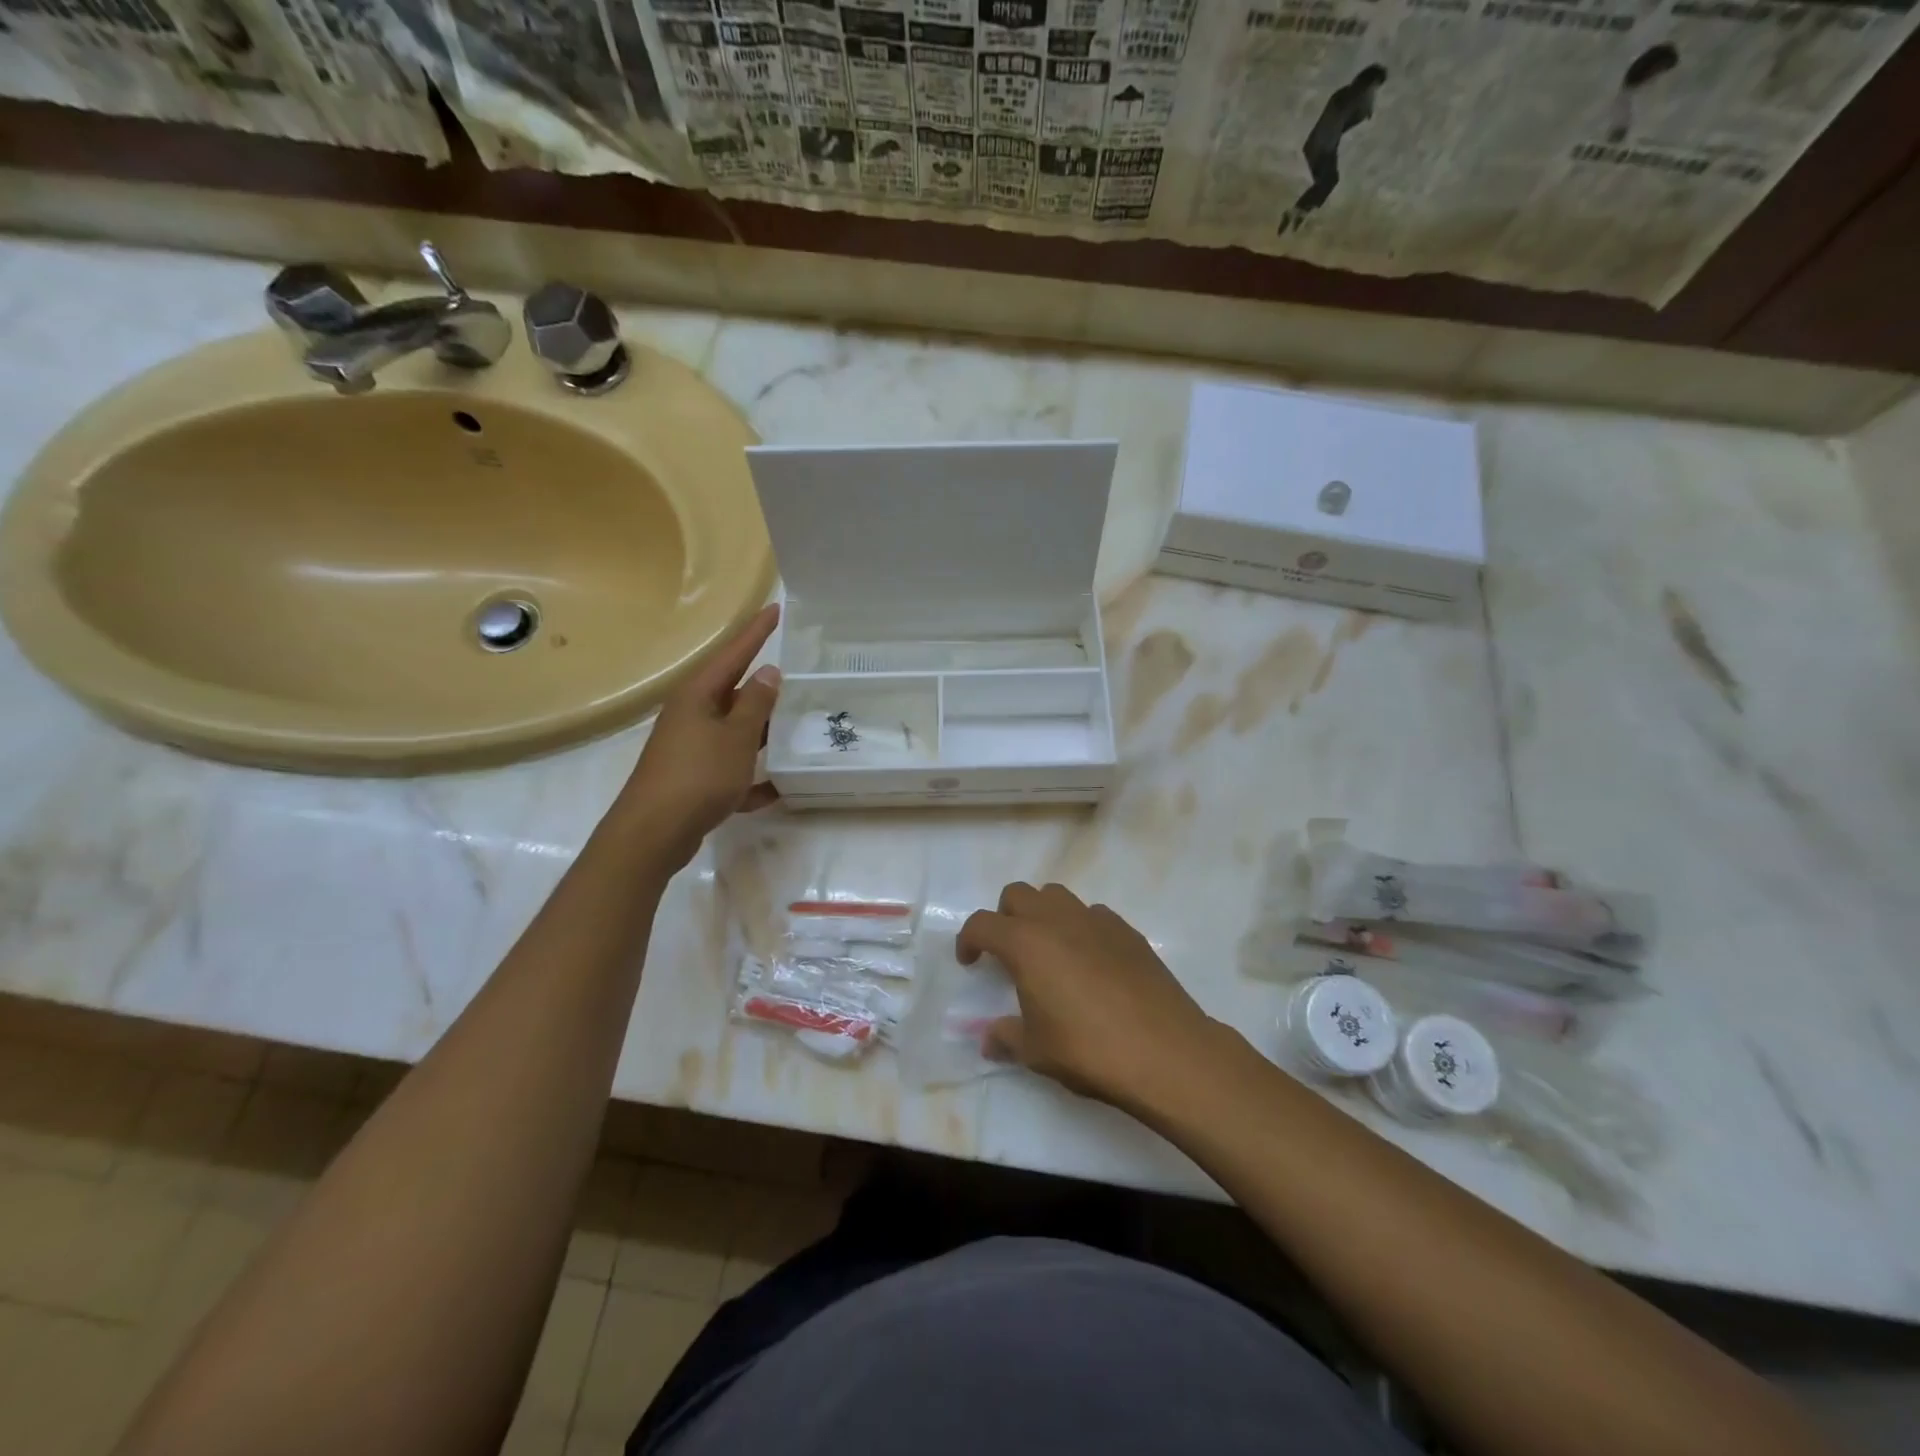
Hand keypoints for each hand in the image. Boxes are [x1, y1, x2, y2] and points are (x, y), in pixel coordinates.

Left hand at [618, 603, 780, 872]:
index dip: (757, 632)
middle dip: (763, 685)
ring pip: (734, 731)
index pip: (734, 653)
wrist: (654, 833)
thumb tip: (769, 672)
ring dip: (761, 731)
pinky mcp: (693, 779)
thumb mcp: (736, 737)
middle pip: (733, 692)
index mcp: (698, 696)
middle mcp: (691, 715)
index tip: (777, 608)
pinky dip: (750, 777)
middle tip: (797, 673)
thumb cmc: (698, 776)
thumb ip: (755, 704)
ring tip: (796, 725)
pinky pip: (730, 770)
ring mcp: (691, 748)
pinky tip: (775, 789)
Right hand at [957, 882, 1223, 1110]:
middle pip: (1018, 894)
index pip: (982, 924)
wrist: (1165, 1051)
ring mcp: (1096, 920)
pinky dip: (1081, 928)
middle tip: (1009, 953)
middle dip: (1005, 917)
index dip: (968, 940)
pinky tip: (1090, 962)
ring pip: (1057, 896)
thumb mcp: (1037, 1051)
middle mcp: (1057, 920)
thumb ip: (1006, 1038)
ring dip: (1043, 914)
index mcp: (1026, 943)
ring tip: (1049, 951)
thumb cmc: (1089, 1049)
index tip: (970, 962)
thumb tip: (989, 1039)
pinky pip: (1093, 914)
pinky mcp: (1128, 931)